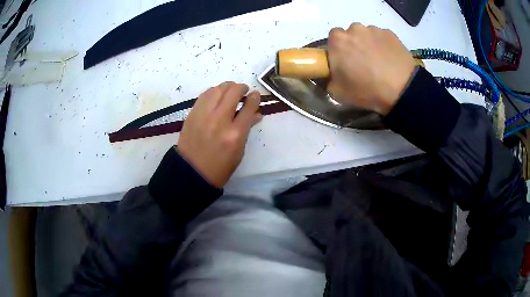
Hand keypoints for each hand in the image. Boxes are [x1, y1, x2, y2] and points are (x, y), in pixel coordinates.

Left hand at [177, 82, 261, 187]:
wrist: (191, 172)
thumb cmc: (220, 167)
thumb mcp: (239, 151)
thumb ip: (247, 129)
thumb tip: (256, 113)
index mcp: (235, 134)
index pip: (249, 107)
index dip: (254, 97)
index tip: (255, 95)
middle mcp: (219, 120)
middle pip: (233, 92)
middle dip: (241, 87)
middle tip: (243, 91)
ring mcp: (203, 115)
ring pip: (217, 89)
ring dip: (227, 87)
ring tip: (230, 91)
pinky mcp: (192, 114)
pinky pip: (204, 95)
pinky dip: (213, 92)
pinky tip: (216, 95)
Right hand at [327, 23, 415, 114]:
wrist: (402, 90)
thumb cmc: (367, 90)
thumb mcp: (337, 92)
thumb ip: (329, 79)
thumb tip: (333, 74)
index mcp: (337, 40)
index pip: (332, 41)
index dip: (338, 52)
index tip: (344, 64)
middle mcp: (354, 29)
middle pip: (350, 35)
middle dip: (353, 46)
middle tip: (362, 64)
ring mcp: (374, 30)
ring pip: (367, 35)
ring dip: (369, 45)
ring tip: (379, 63)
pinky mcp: (390, 34)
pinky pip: (382, 38)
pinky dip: (383, 46)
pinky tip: (389, 61)